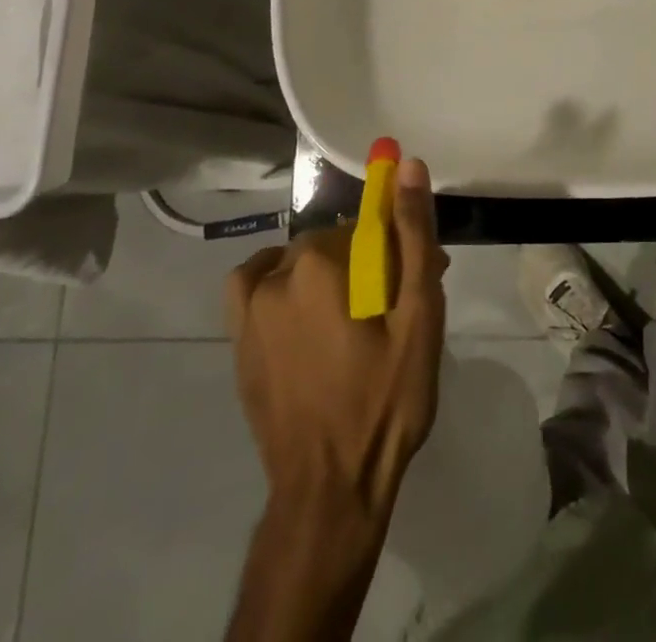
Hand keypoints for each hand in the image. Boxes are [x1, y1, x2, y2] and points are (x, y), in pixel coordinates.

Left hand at [224, 158, 447, 518]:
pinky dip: (279, 285)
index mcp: (318, 265)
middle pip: (329, 244)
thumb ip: (412, 235)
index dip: (394, 243)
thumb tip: (408, 167)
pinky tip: (305, 318)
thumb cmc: (384, 399)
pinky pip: (254, 289)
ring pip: (293, 264)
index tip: (417, 274)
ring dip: (321, 272)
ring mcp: (248, 315)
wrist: (331, 490)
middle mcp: (275, 278)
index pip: (362, 224)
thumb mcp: (418, 315)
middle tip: (394, 305)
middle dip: (364, 260)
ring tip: (349, 314)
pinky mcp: (237, 347)